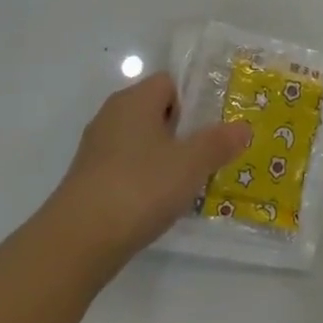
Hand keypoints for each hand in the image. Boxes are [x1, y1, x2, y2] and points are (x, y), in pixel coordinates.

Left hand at [43, 73, 251, 274]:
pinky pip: (126, 167)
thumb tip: (243, 127)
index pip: (169, 82)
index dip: (193, 101)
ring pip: (141, 142)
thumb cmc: (140, 187)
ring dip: (164, 158)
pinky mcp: (89, 178)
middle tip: (209, 156)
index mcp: (135, 100)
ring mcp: (97, 148)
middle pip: (155, 111)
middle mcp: (112, 115)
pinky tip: (158, 204)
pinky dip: (144, 179)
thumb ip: (218, 142)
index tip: (213, 128)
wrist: (79, 239)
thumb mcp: (191, 164)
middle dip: (183, 132)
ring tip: (188, 184)